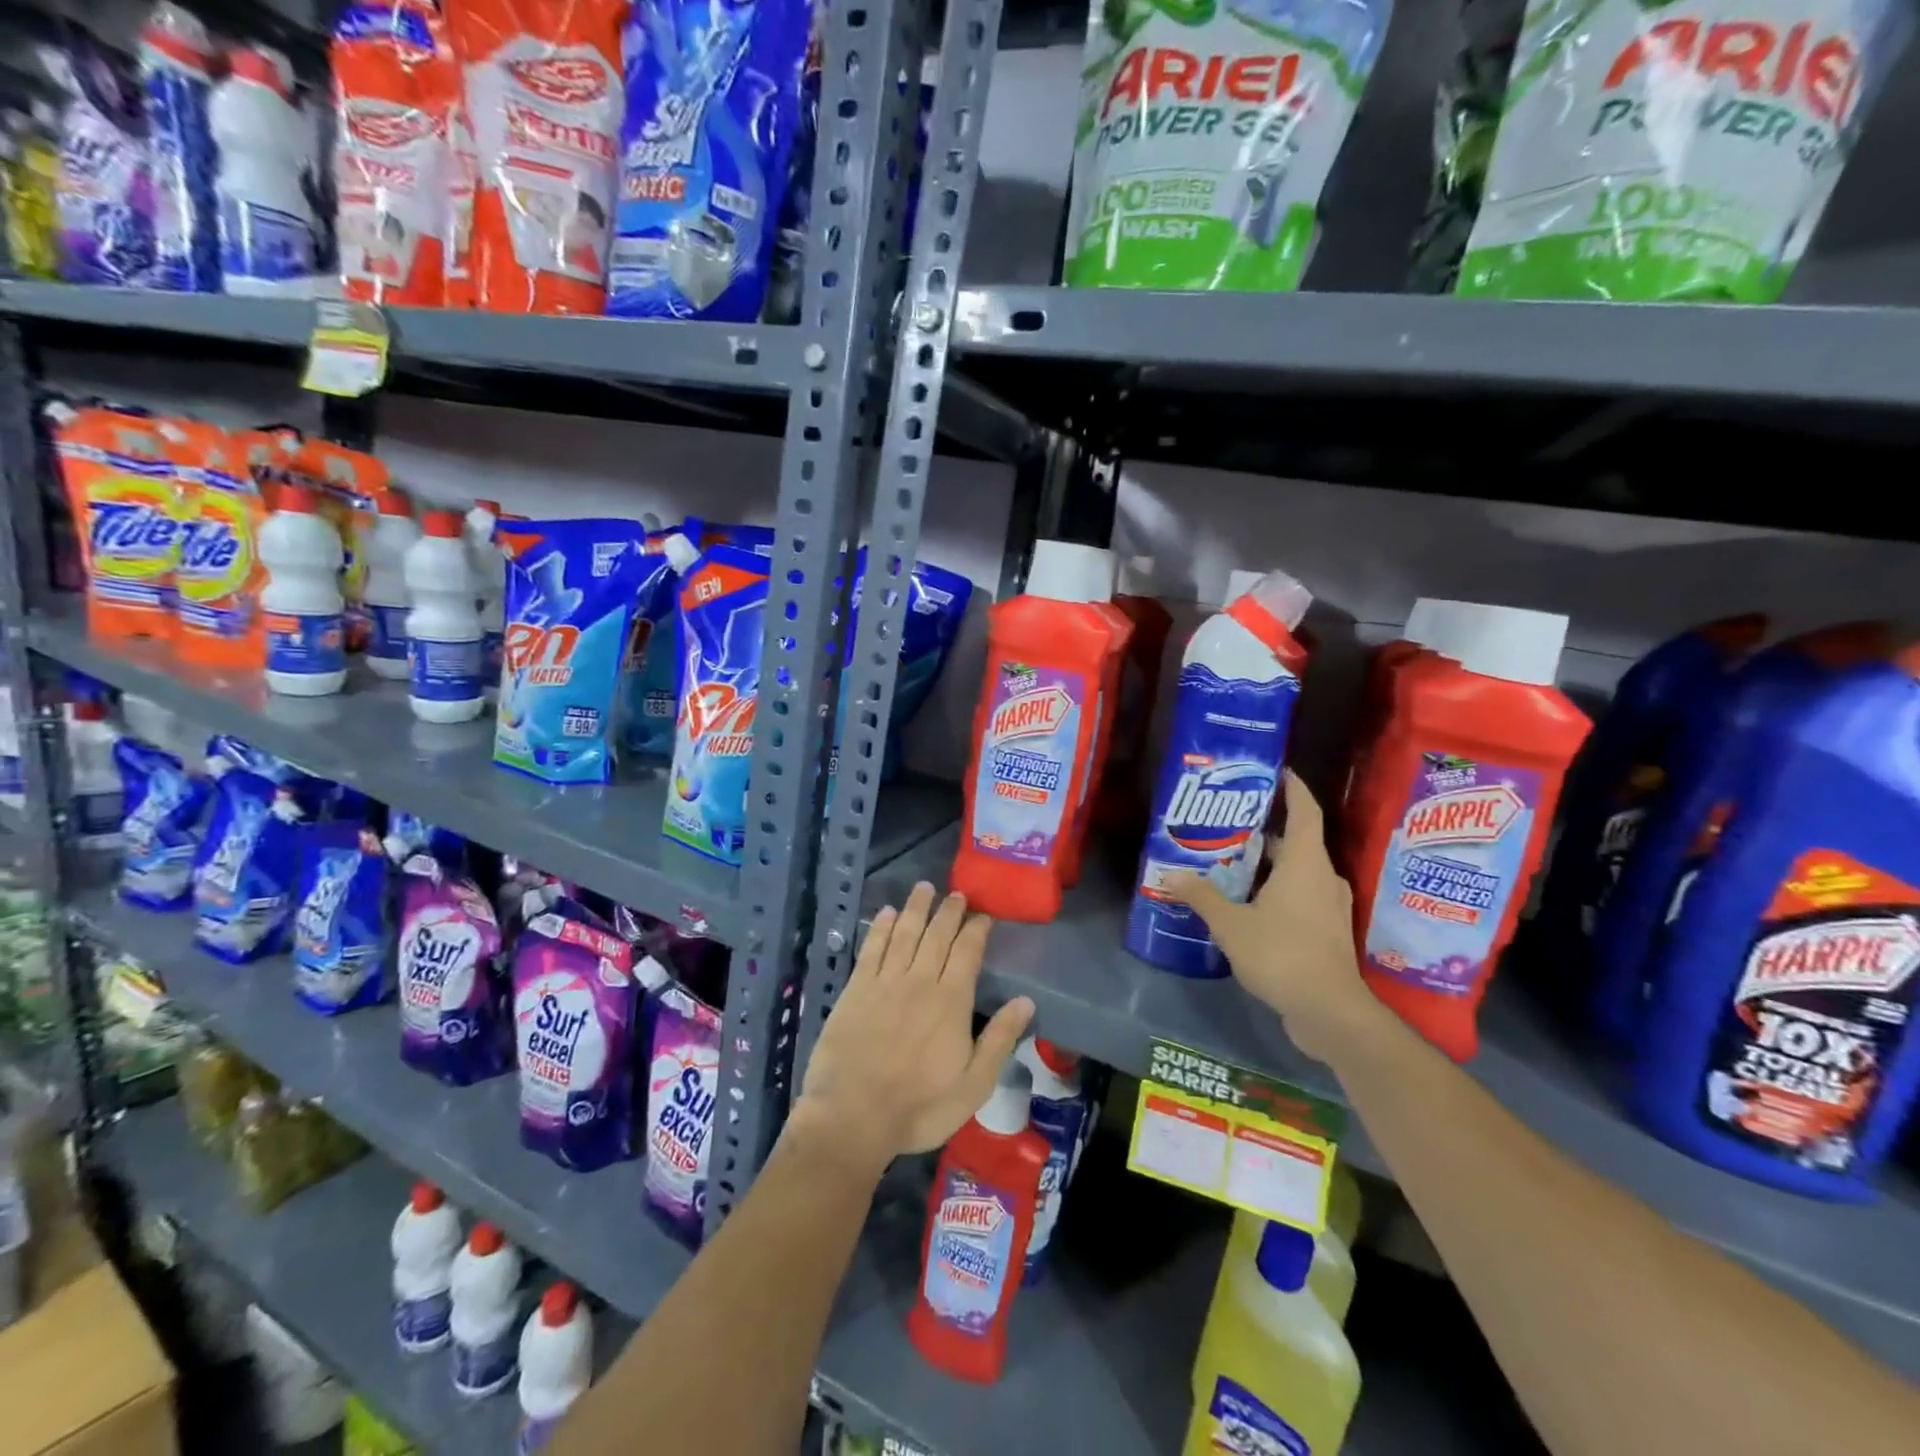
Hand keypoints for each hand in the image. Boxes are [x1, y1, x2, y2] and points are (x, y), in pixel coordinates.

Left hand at [791, 883, 1034, 1173]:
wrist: (853, 1116)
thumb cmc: (920, 1107)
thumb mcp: (974, 1085)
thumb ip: (1000, 1039)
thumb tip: (1026, 1001)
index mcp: (951, 1001)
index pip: (968, 952)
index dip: (977, 929)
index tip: (984, 915)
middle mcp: (920, 981)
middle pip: (937, 936)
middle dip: (949, 912)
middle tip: (957, 894)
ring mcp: (885, 982)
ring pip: (904, 933)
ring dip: (916, 908)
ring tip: (924, 888)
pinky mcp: (856, 989)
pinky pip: (872, 949)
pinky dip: (881, 928)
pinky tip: (886, 913)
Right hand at [1167, 771, 1378, 1060]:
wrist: (1329, 1012)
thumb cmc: (1282, 954)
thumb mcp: (1230, 924)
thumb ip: (1201, 896)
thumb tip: (1170, 874)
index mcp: (1305, 864)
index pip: (1305, 811)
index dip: (1293, 788)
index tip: (1276, 771)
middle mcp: (1323, 877)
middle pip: (1298, 841)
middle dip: (1266, 829)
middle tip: (1231, 822)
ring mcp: (1329, 906)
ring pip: (1299, 871)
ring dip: (1270, 863)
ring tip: (1232, 861)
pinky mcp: (1327, 932)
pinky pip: (1301, 896)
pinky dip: (1277, 890)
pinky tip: (1248, 903)